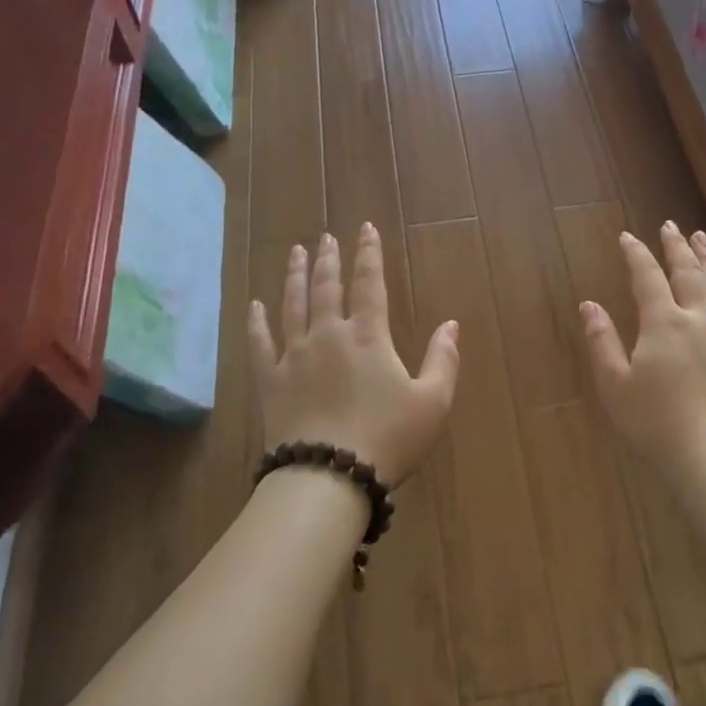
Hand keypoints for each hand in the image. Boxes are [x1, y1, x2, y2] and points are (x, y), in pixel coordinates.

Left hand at [249, 224, 459, 485]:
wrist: (328, 478)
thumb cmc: (387, 439)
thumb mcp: (433, 403)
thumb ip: (444, 360)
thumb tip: (452, 324)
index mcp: (368, 336)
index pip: (369, 283)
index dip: (369, 253)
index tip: (365, 228)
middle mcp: (328, 334)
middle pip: (326, 286)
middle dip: (328, 258)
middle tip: (325, 237)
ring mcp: (294, 356)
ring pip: (292, 305)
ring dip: (295, 276)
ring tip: (296, 252)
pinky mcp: (269, 381)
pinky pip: (259, 343)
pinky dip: (256, 322)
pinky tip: (254, 305)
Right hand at [580, 221, 705, 479]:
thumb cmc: (654, 424)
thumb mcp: (614, 384)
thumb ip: (601, 341)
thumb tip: (589, 304)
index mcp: (662, 323)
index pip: (647, 277)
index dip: (636, 254)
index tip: (627, 236)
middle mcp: (697, 321)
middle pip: (687, 274)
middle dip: (677, 247)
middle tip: (671, 225)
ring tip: (702, 239)